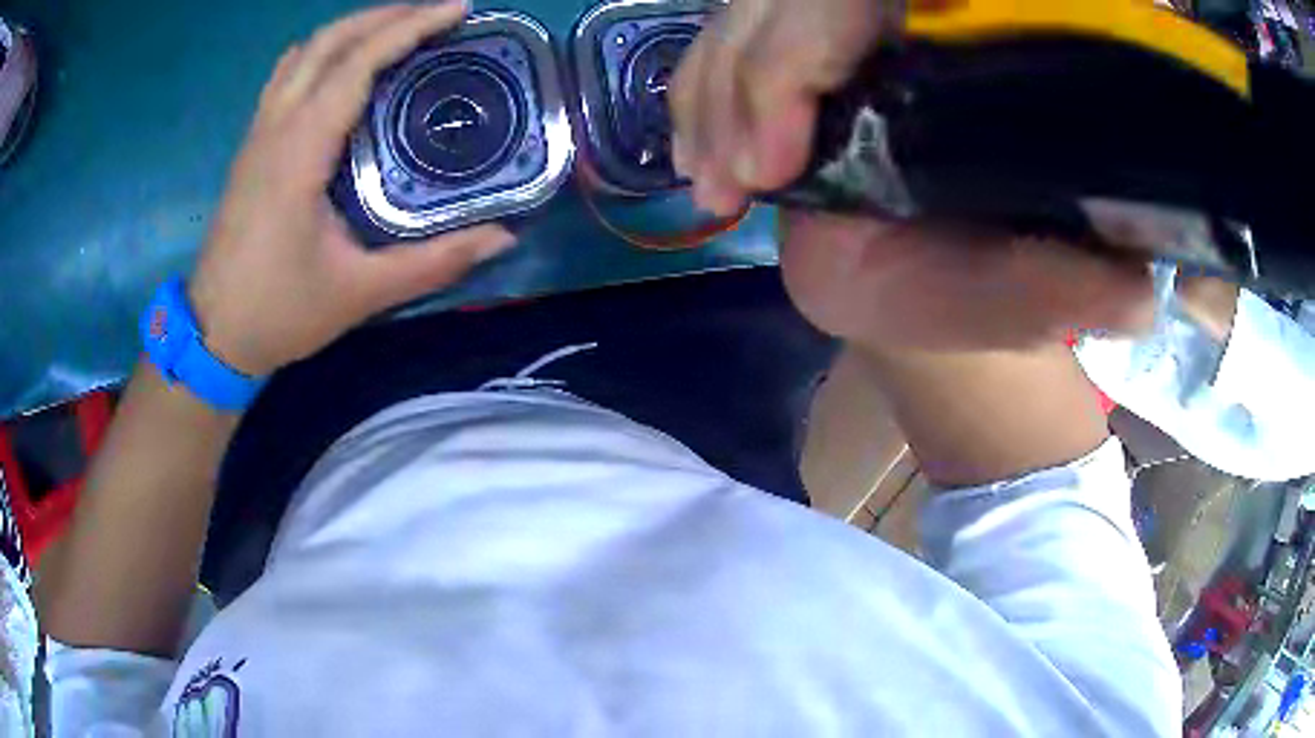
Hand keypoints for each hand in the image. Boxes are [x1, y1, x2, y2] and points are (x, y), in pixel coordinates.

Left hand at [189, 2, 513, 376]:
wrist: (212, 336)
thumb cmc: (279, 312)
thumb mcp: (359, 293)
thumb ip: (433, 263)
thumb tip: (502, 238)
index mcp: (299, 152)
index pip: (356, 64)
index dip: (409, 27)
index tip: (458, 9)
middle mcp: (274, 128)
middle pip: (327, 42)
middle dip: (384, 16)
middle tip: (436, 14)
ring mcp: (257, 133)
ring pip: (302, 53)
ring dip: (351, 29)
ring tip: (396, 30)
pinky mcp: (251, 147)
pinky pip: (286, 75)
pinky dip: (321, 53)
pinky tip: (342, 66)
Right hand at [670, 0, 1154, 350]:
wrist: (930, 280)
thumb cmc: (984, 289)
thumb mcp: (1038, 298)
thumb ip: (1081, 290)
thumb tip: (1141, 291)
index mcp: (975, 51)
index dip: (811, 50)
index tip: (776, 159)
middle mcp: (909, 19)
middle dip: (746, 82)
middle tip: (730, 180)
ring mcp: (846, 29)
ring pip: (749, 14)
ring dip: (713, 93)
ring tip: (711, 179)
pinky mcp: (804, 50)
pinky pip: (727, 43)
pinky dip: (699, 94)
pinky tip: (696, 153)